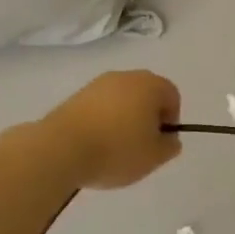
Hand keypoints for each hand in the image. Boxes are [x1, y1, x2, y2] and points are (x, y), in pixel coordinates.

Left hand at [41, 71, 182, 188]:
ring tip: (115, 147)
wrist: (62, 148)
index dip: (171, 119)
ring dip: (124, 118)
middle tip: (141, 144)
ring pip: (122, 99)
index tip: (160, 142)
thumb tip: (169, 138)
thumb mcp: (153, 157)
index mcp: (150, 85)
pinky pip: (100, 106)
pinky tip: (96, 143)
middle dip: (147, 117)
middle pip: (146, 93)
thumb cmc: (117, 150)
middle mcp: (126, 76)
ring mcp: (99, 83)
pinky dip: (103, 120)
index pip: (172, 95)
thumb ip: (169, 146)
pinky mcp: (77, 95)